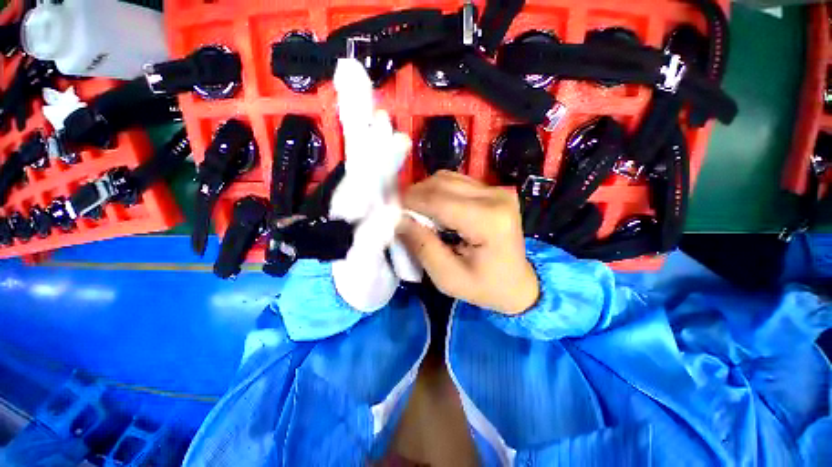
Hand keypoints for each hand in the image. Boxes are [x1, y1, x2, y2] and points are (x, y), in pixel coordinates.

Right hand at [397, 171, 538, 314]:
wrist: (519, 285)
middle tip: (400, 214)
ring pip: (447, 178)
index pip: (438, 201)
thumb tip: (399, 219)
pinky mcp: (494, 191)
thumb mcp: (448, 277)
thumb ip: (422, 246)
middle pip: (441, 183)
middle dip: (415, 196)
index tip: (389, 211)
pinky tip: (434, 209)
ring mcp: (497, 190)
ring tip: (416, 212)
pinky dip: (438, 192)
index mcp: (488, 221)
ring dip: (425, 192)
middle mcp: (496, 197)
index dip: (409, 203)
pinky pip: (456, 182)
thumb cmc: (485, 287)